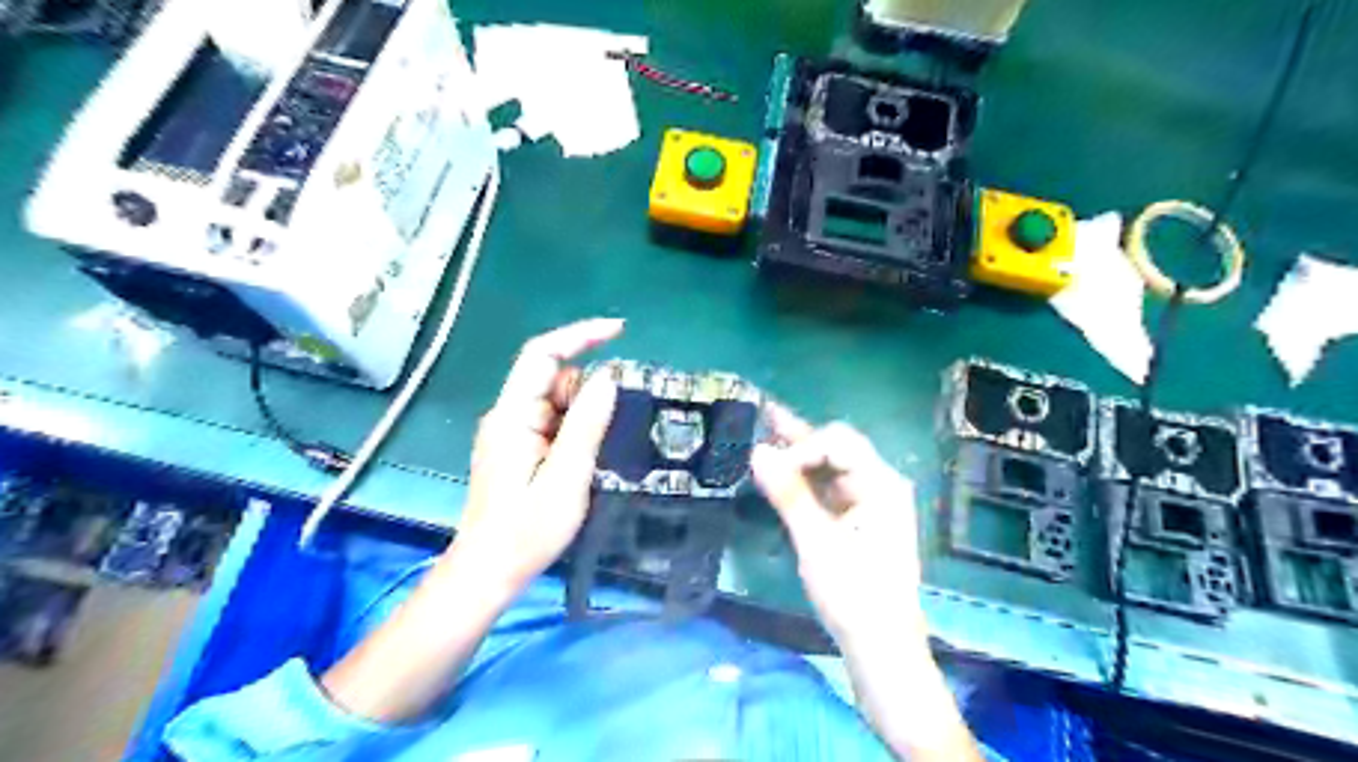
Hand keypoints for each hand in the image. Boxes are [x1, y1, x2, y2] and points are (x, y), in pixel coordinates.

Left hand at [324, 319, 621, 721]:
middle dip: (586, 394)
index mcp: (513, 416)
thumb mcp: (567, 478)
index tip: (620, 331)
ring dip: (582, 418)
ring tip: (588, 460)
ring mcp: (511, 432)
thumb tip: (608, 378)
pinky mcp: (518, 448)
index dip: (579, 336)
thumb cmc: (526, 531)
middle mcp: (508, 415)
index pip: (542, 355)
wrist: (489, 572)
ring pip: (556, 402)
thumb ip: (586, 425)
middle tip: (605, 436)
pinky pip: (553, 422)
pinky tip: (580, 462)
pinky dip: (574, 431)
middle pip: (553, 379)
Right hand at [748, 413, 927, 656]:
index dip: (801, 446)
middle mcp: (878, 485)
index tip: (770, 467)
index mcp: (881, 485)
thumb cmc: (854, 594)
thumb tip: (757, 450)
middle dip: (798, 436)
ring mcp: (868, 502)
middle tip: (762, 415)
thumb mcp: (817, 543)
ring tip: (764, 432)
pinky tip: (780, 470)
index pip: (838, 443)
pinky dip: (803, 480)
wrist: (881, 647)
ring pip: (829, 467)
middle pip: (836, 448)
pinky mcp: (856, 520)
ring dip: (798, 454)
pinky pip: (828, 489)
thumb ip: (788, 494)